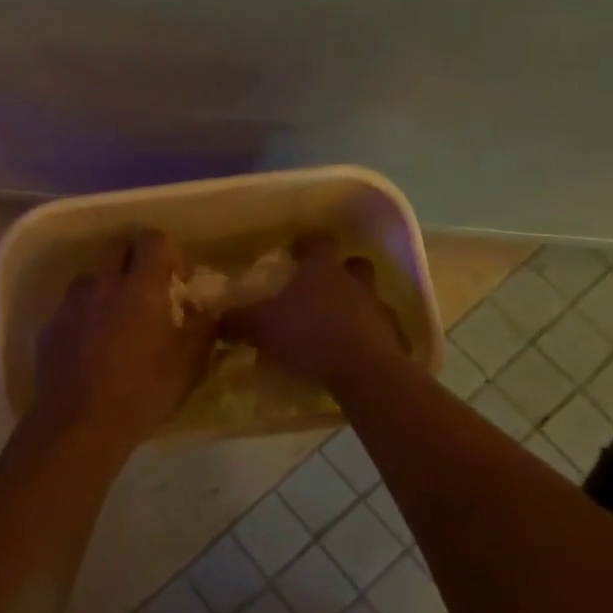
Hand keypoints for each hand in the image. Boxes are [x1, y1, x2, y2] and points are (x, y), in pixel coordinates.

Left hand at [32, 230, 216, 449]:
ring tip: (118, 323)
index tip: (177, 281)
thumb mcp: (188, 365)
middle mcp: (102, 283)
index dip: (169, 252)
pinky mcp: (49, 326)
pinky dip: (86, 315)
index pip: (154, 240)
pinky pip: (73, 307)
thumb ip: (203, 329)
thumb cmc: (142, 392)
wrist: (78, 426)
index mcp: (140, 286)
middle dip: (137, 262)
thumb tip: (207, 311)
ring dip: (109, 288)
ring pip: (93, 277)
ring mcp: (71, 303)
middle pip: (119, 249)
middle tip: (149, 296)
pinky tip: (92, 348)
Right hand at [223, 233, 407, 389]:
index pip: (316, 242)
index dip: (305, 245)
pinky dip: (372, 337)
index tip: (294, 253)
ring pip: (370, 297)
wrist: (361, 370)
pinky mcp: (394, 338)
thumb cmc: (307, 335)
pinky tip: (357, 353)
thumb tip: (218, 318)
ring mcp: (378, 308)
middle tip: (321, 288)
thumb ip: (237, 320)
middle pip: (353, 264)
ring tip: (338, 325)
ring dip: (358, 306)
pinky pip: (383, 331)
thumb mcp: (260, 327)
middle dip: (340, 272)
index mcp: (322, 269)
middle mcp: (353, 281)